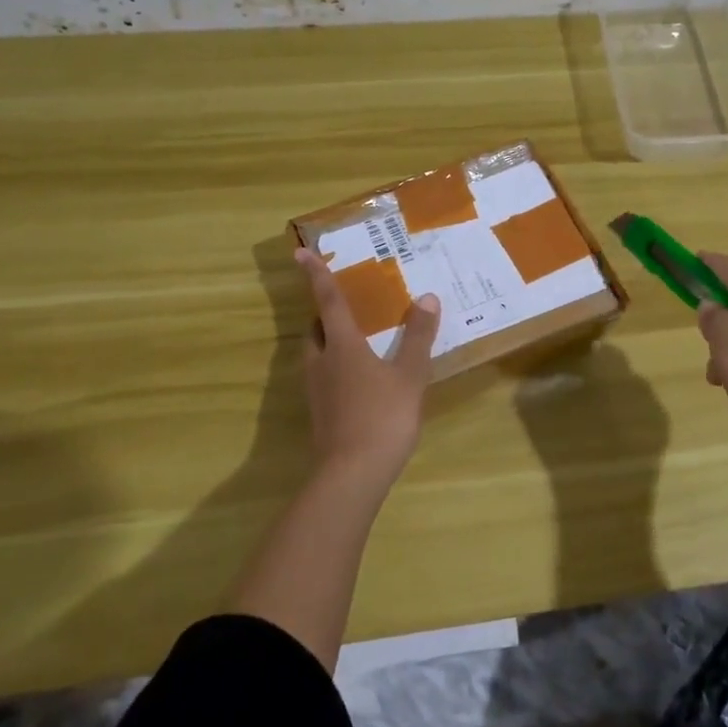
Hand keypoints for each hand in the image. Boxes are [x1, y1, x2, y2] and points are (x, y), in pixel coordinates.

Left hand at [296, 247, 440, 478]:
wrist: (352, 474)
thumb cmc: (383, 416)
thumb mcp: (410, 375)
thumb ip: (418, 337)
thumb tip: (427, 298)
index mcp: (342, 346)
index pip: (328, 301)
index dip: (316, 275)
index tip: (300, 252)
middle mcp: (322, 362)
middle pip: (316, 329)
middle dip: (325, 314)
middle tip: (344, 305)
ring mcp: (316, 391)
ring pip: (316, 355)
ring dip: (329, 342)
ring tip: (355, 340)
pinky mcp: (319, 414)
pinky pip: (323, 378)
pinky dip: (336, 368)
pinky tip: (359, 380)